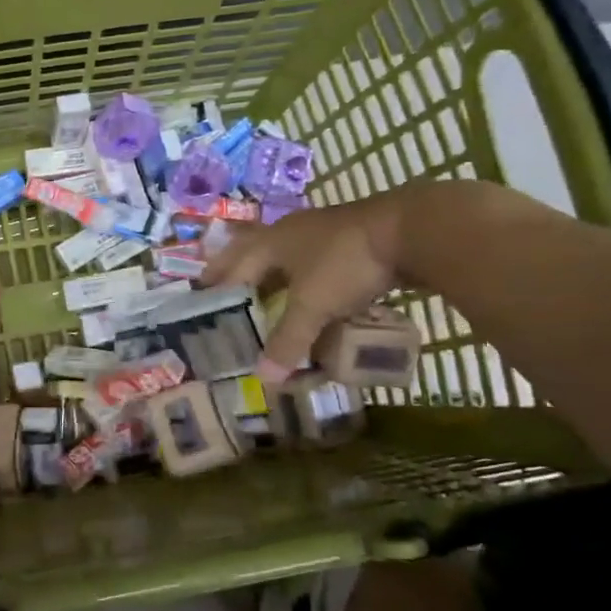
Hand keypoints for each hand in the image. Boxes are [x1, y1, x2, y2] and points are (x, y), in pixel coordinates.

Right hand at [202, 195, 403, 382]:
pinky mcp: (350, 240)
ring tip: (262, 292)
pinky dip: (304, 277)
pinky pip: (314, 261)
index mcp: (272, 242)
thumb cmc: (347, 263)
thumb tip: (263, 380)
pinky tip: (310, 289)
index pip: (234, 264)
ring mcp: (322, 232)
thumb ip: (288, 340)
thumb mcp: (313, 305)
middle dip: (236, 270)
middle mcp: (291, 232)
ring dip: (272, 273)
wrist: (411, 230)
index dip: (216, 283)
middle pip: (253, 251)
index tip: (200, 296)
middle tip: (219, 287)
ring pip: (286, 255)